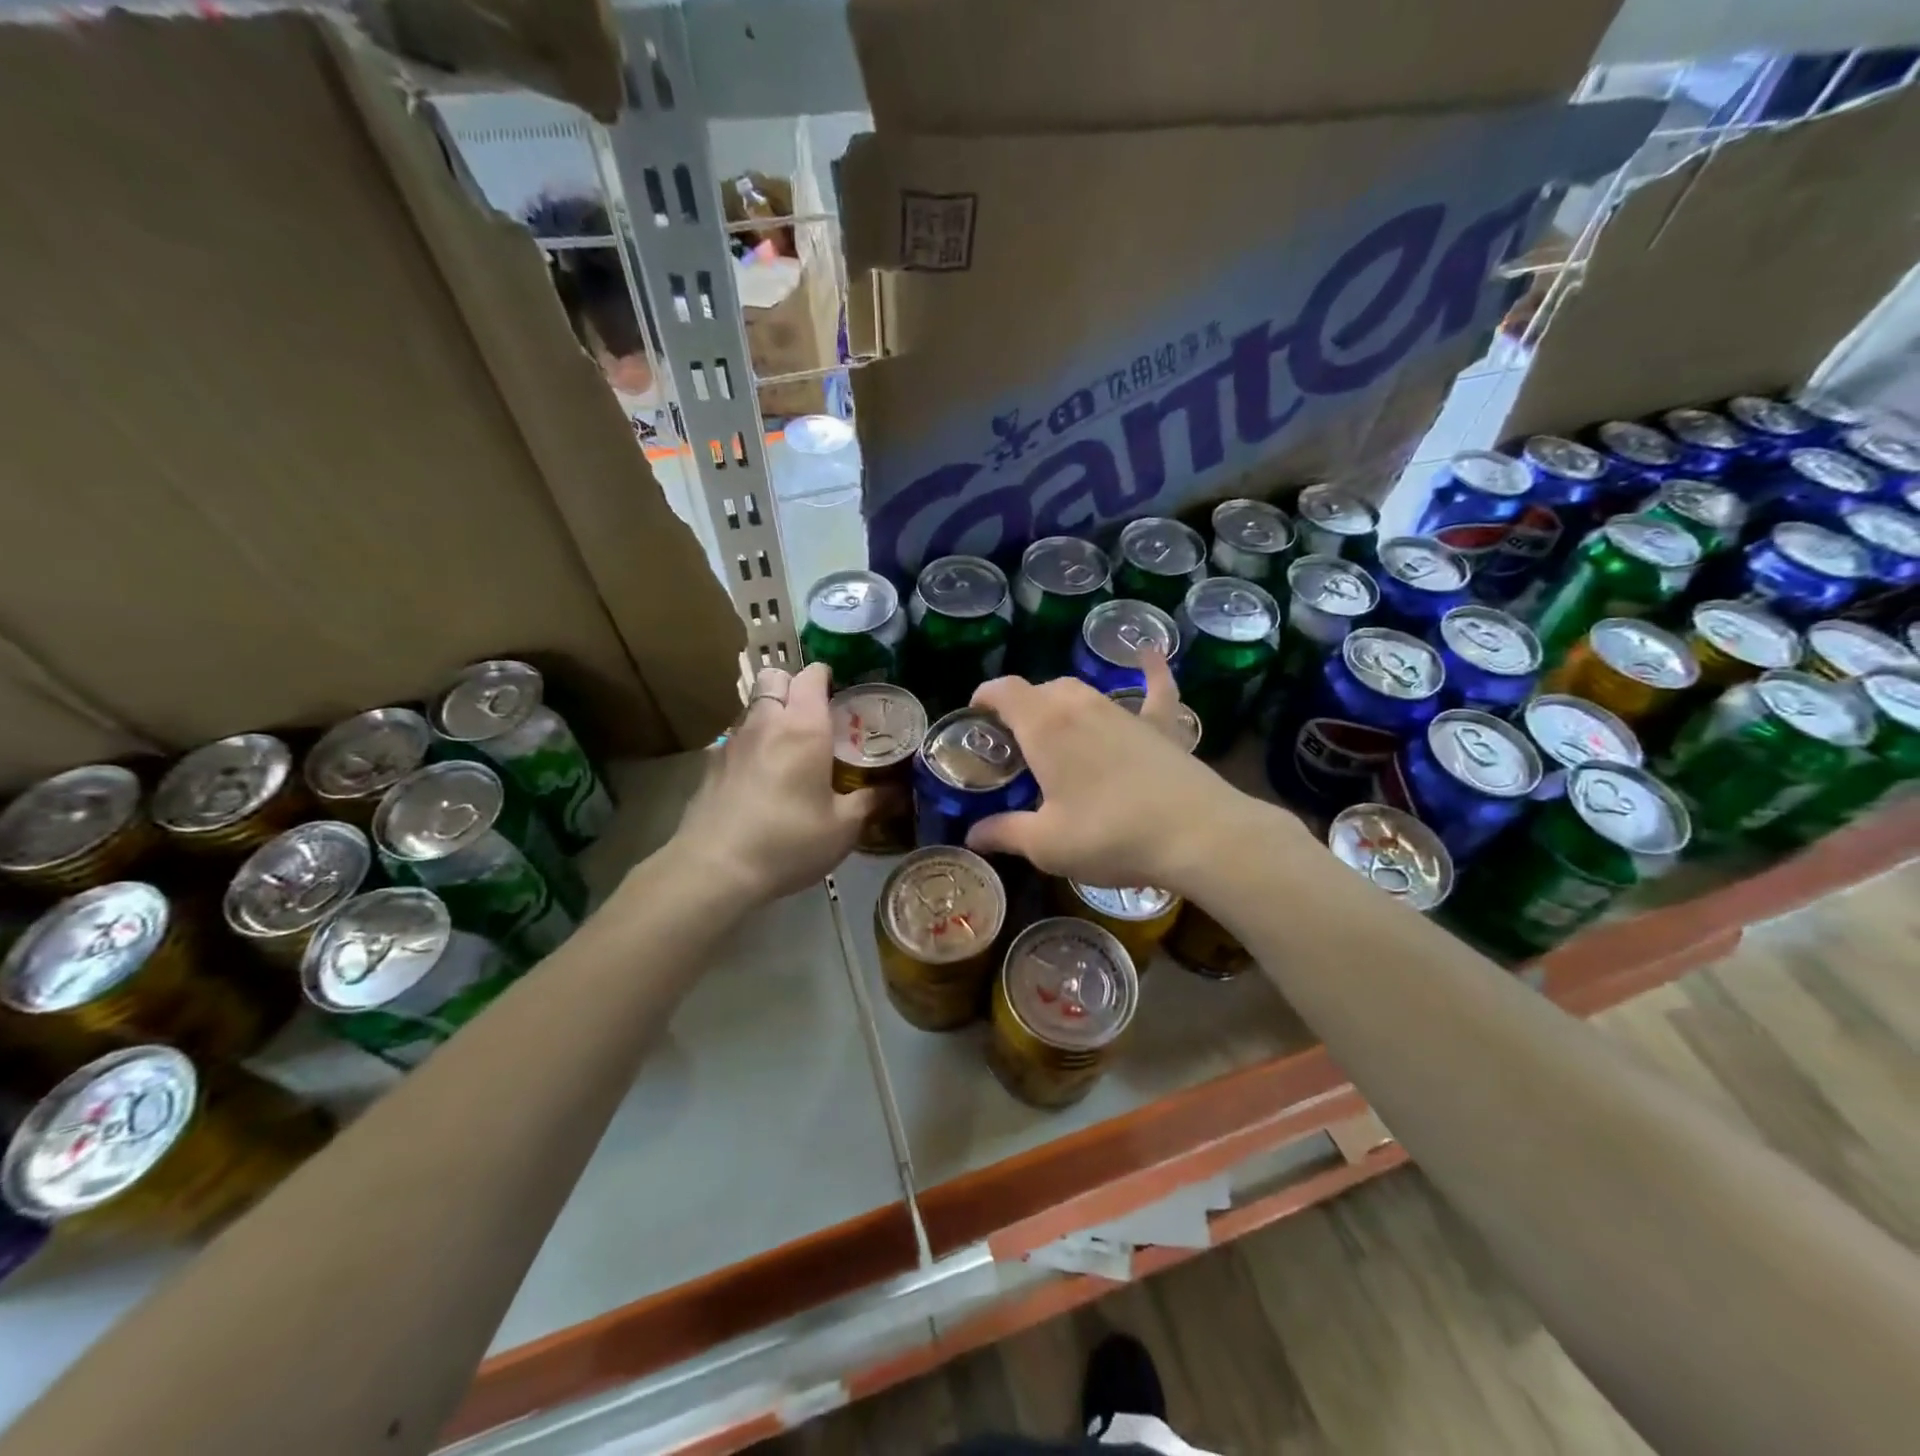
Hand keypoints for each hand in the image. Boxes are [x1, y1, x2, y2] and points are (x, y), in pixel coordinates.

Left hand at [670, 664, 874, 902]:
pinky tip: (758, 776)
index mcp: (803, 728)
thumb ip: (870, 802)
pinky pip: (734, 737)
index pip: (811, 677)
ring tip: (787, 747)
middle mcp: (765, 723)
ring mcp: (732, 741)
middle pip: (774, 678)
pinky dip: (750, 743)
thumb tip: (898, 792)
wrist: (715, 868)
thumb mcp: (843, 828)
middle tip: (812, 715)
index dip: (825, 676)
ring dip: (770, 713)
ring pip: (752, 706)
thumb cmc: (789, 842)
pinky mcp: (709, 764)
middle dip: (793, 686)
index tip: (839, 691)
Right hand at [966, 650, 1284, 892]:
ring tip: (1056, 730)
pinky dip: (1150, 672)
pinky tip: (1150, 654)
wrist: (1194, 833)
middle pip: (1042, 689)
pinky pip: (1155, 689)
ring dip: (1063, 702)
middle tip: (1016, 745)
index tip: (976, 716)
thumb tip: (973, 835)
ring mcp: (1124, 711)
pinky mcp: (1161, 726)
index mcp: (1045, 726)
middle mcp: (1081, 705)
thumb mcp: (1046, 843)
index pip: (1004, 690)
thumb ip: (1005, 833)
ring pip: (1084, 690)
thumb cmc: (1108, 835)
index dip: (985, 697)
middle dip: (1023, 709)